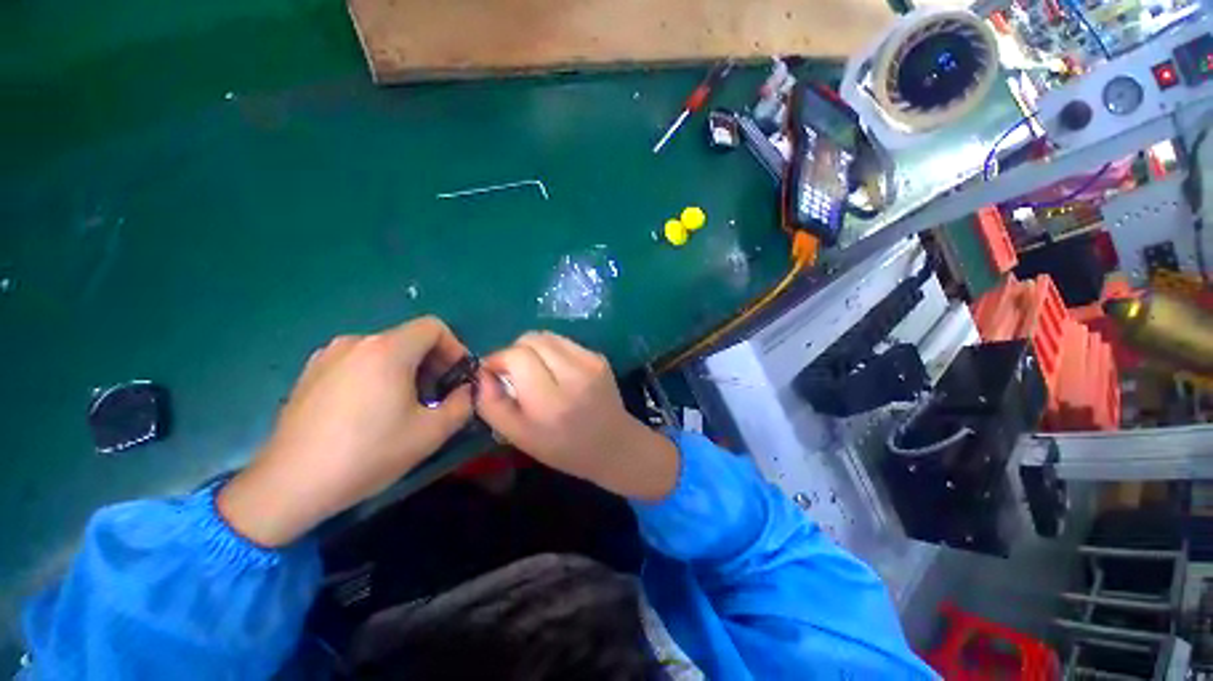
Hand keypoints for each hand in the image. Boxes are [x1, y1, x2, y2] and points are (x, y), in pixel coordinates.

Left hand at [217, 316, 473, 546]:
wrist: (289, 485)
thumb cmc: (368, 454)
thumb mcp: (431, 432)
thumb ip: (463, 403)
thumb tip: (466, 390)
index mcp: (387, 350)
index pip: (434, 327)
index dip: (454, 348)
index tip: (457, 377)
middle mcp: (356, 342)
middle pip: (409, 338)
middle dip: (433, 362)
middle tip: (437, 396)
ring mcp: (328, 355)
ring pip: (384, 350)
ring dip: (406, 370)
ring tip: (405, 405)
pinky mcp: (310, 373)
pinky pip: (358, 362)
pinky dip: (378, 375)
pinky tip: (371, 410)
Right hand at [476, 332, 678, 500]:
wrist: (614, 445)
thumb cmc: (564, 448)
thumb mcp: (519, 437)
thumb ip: (492, 405)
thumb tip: (482, 374)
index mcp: (551, 401)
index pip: (517, 356)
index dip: (498, 359)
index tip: (494, 374)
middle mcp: (573, 374)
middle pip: (531, 339)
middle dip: (514, 351)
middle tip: (513, 373)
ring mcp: (590, 362)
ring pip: (547, 336)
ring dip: (533, 349)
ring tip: (534, 371)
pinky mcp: (599, 356)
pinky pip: (564, 342)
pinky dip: (551, 352)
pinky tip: (556, 372)